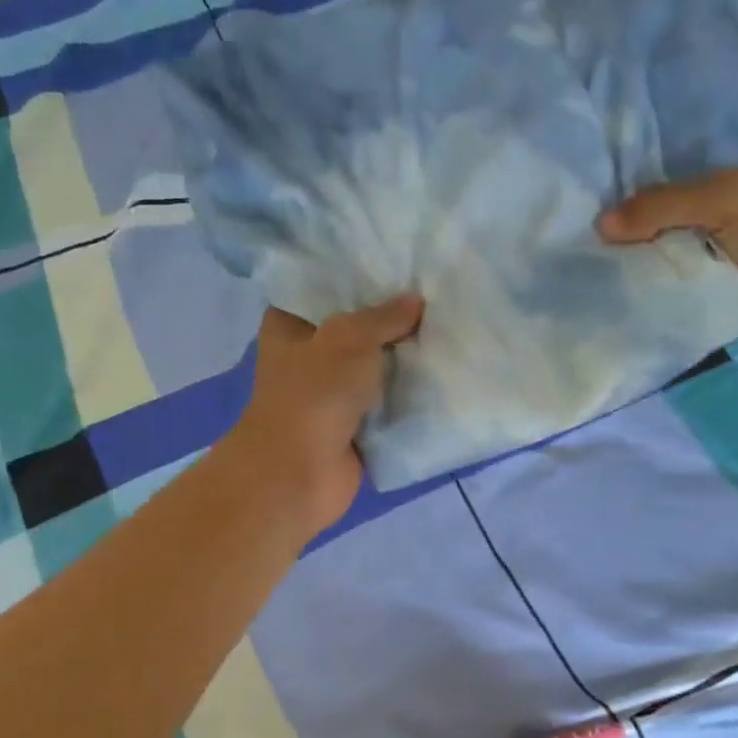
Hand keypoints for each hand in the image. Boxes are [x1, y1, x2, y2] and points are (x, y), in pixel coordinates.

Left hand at [220, 294, 424, 536]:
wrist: (300, 473)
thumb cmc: (314, 393)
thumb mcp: (350, 338)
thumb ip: (384, 316)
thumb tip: (415, 300)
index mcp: (289, 326)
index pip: (324, 289)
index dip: (359, 277)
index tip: (399, 263)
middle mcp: (307, 357)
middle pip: (355, 330)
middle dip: (391, 318)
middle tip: (436, 292)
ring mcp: (330, 395)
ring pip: (373, 369)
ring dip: (404, 359)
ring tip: (448, 328)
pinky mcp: (352, 428)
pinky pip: (386, 405)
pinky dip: (408, 396)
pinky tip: (443, 373)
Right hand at [597, 141, 737, 343]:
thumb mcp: (729, 200)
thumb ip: (664, 206)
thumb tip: (599, 225)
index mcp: (734, 161)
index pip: (673, 153)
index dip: (632, 162)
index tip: (585, 175)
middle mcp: (723, 200)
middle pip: (662, 204)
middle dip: (625, 216)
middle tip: (571, 223)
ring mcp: (719, 244)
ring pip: (665, 246)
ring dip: (633, 255)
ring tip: (579, 258)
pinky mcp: (718, 284)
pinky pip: (675, 282)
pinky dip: (650, 287)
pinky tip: (610, 289)